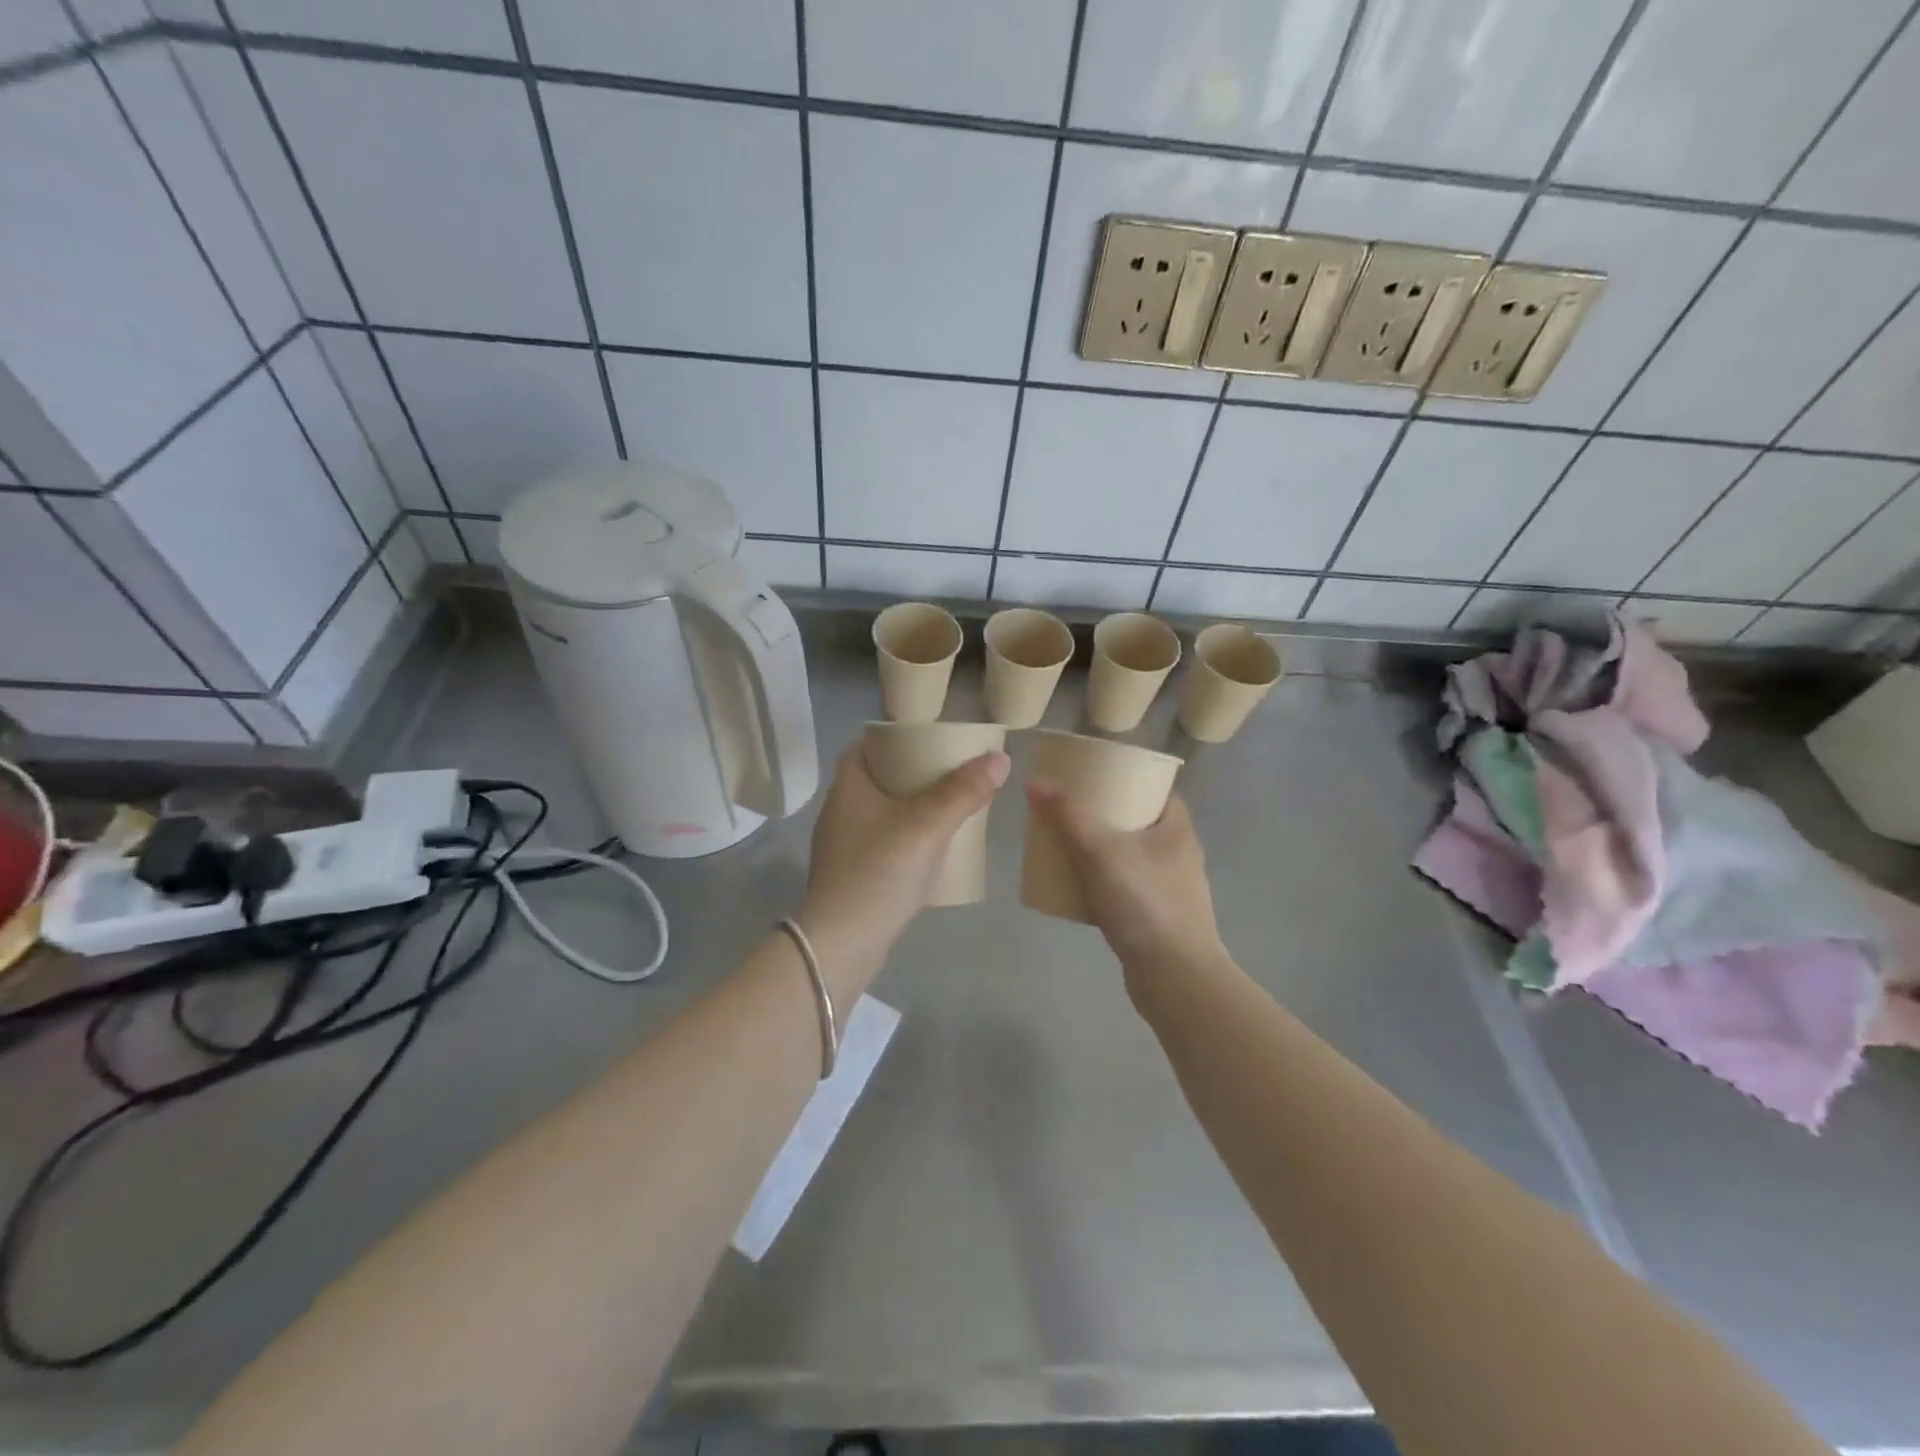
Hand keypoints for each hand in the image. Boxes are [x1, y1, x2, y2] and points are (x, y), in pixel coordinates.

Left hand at [799, 742, 1010, 994]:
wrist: (843, 943)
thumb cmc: (880, 871)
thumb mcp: (927, 825)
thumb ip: (963, 791)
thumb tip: (1000, 758)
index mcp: (847, 788)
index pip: (862, 747)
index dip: (891, 739)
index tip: (924, 741)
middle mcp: (838, 812)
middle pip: (874, 779)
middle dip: (908, 774)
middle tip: (946, 773)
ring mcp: (841, 847)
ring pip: (879, 814)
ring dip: (908, 809)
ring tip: (945, 809)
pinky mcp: (850, 877)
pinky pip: (880, 845)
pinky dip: (903, 839)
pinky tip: (929, 851)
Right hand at [1025, 781, 1227, 992]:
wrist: (1175, 978)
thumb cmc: (1144, 904)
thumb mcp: (1100, 852)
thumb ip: (1067, 817)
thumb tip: (1034, 781)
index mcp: (1177, 829)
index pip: (1156, 790)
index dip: (1128, 779)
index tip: (1094, 777)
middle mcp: (1179, 855)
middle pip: (1140, 822)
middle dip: (1107, 815)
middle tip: (1071, 810)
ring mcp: (1171, 889)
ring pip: (1132, 857)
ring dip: (1104, 850)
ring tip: (1068, 844)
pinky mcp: (1158, 918)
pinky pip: (1127, 888)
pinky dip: (1104, 883)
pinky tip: (1078, 887)